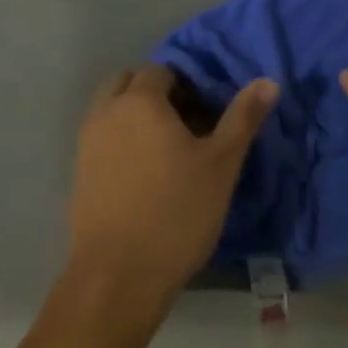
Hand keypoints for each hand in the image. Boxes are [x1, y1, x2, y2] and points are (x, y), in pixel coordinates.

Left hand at [67, 65, 277, 319]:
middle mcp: (106, 112)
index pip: (161, 71)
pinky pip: (102, 137)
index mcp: (139, 101)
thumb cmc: (177, 213)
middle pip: (130, 83)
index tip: (207, 112)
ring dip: (136, 115)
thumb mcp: (222, 164)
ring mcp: (87, 142)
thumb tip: (268, 81)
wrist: (118, 277)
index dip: (187, 84)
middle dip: (157, 93)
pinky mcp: (79, 172)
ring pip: (112, 109)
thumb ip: (243, 117)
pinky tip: (146, 175)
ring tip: (168, 150)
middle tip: (187, 125)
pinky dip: (121, 140)